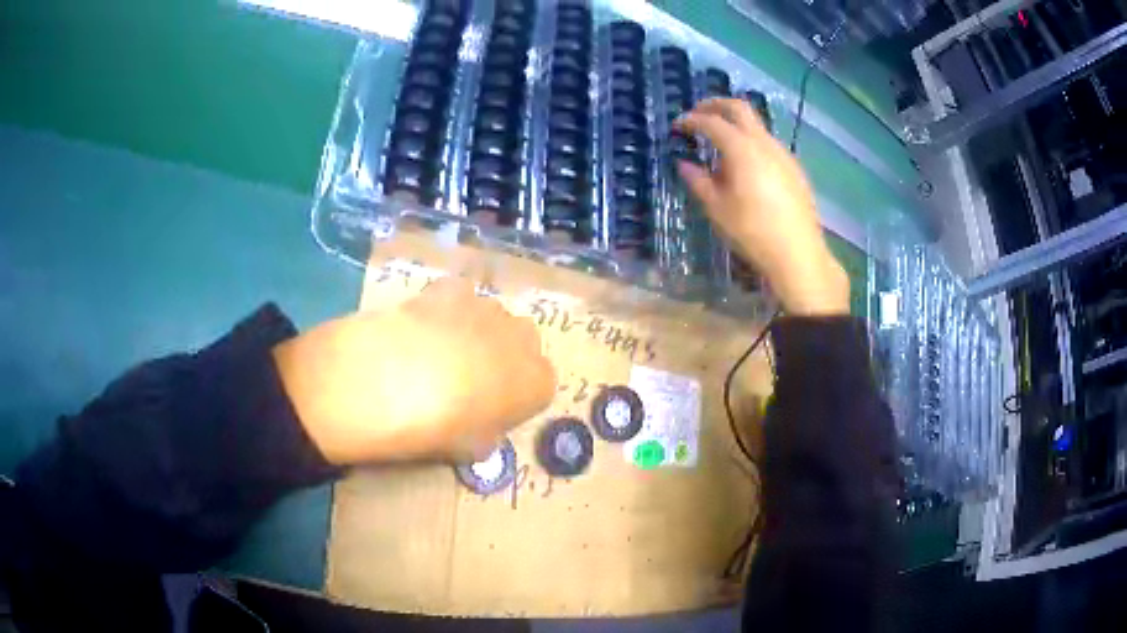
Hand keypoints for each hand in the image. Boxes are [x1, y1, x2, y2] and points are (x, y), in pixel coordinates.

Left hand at [272, 278, 555, 464]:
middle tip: (469, 380)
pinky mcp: (449, 289)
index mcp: (536, 382)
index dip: (516, 398)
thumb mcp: (469, 450)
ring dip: (475, 332)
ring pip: (491, 317)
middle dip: (503, 357)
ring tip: (437, 351)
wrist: (391, 383)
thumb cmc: (437, 429)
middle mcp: (521, 339)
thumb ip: (485, 436)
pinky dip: (447, 308)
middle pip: (523, 343)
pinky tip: (422, 325)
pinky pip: (458, 297)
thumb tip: (478, 428)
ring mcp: (485, 308)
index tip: (492, 409)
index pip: (542, 385)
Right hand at [675, 98, 849, 315]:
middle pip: (739, 108)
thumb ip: (699, 181)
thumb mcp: (717, 209)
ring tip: (719, 145)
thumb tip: (685, 164)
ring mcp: (783, 153)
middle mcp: (764, 143)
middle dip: (715, 105)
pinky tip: (745, 165)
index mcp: (742, 149)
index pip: (711, 122)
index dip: (691, 120)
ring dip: (735, 125)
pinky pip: (768, 144)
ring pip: (756, 125)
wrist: (798, 254)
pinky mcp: (794, 168)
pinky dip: (750, 141)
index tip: (677, 126)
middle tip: (698, 114)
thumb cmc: (753, 232)